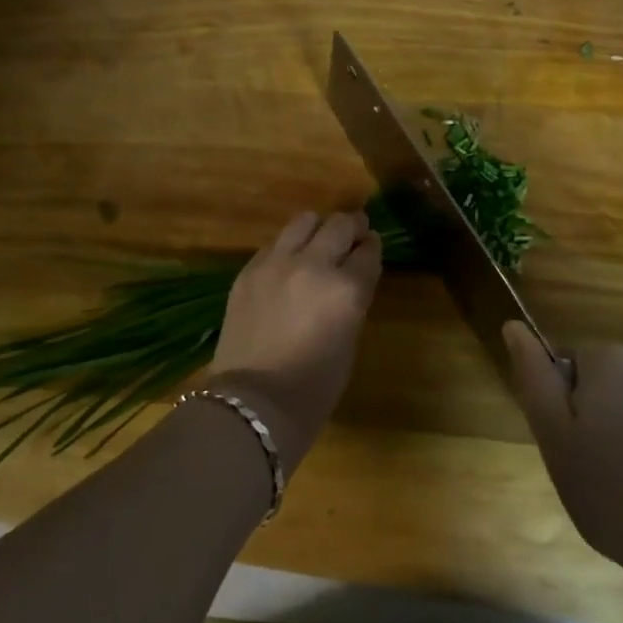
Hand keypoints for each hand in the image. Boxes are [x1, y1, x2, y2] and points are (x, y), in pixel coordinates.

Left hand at [204, 210, 381, 469]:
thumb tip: (351, 278)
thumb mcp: (349, 342)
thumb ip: (353, 300)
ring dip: (318, 228)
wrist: (252, 402)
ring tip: (318, 242)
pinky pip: (275, 243)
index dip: (372, 247)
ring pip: (304, 220)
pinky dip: (288, 247)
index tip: (371, 246)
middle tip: (353, 235)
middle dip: (352, 227)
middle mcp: (315, 265)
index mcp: (348, 289)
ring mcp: (277, 263)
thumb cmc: (313, 388)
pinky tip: (288, 264)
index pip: (369, 251)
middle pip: (340, 224)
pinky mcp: (249, 269)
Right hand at [503, 325, 622, 604]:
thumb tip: (513, 325)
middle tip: (582, 474)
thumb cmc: (615, 486)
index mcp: (607, 358)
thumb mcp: (554, 433)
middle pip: (591, 391)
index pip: (559, 368)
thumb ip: (533, 377)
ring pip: (619, 420)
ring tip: (613, 497)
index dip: (554, 409)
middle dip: (582, 429)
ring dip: (610, 451)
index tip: (561, 448)